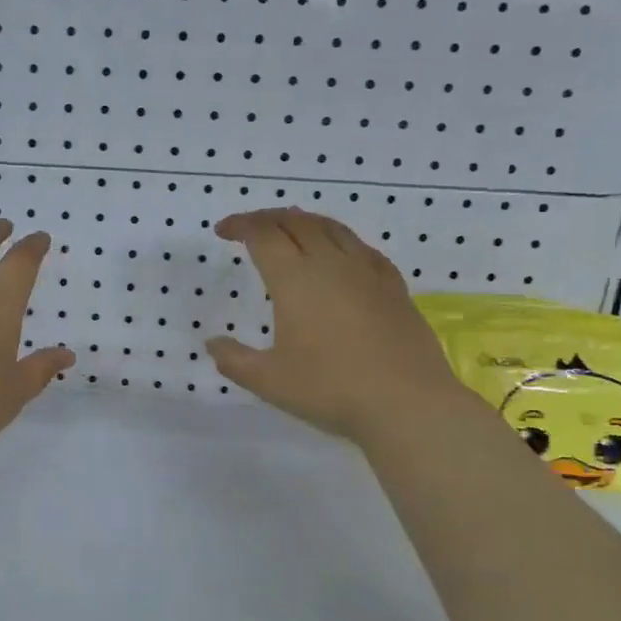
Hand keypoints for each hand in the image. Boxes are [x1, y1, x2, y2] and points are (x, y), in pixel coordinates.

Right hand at [205, 208, 459, 444]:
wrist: (407, 403)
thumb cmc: (330, 389)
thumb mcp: (268, 381)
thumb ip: (234, 359)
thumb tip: (213, 343)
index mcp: (295, 279)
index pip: (262, 234)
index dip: (239, 225)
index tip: (223, 231)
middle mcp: (330, 263)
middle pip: (296, 221)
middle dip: (267, 218)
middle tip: (249, 228)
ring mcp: (367, 271)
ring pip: (331, 227)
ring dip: (303, 221)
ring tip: (289, 230)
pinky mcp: (393, 285)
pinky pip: (360, 246)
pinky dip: (337, 239)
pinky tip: (338, 255)